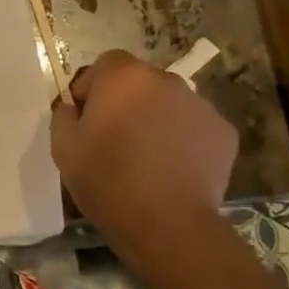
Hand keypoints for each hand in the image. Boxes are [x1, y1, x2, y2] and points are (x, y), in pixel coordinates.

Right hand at [50, 50, 237, 268]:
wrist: (167, 224)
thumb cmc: (107, 180)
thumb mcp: (63, 148)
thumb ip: (64, 117)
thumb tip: (74, 109)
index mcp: (124, 77)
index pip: (106, 64)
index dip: (93, 88)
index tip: (86, 118)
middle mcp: (166, 80)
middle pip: (140, 82)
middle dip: (127, 102)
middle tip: (116, 139)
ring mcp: (200, 105)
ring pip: (170, 104)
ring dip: (157, 119)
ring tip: (148, 157)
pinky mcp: (224, 132)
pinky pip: (195, 127)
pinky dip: (185, 140)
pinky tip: (175, 170)